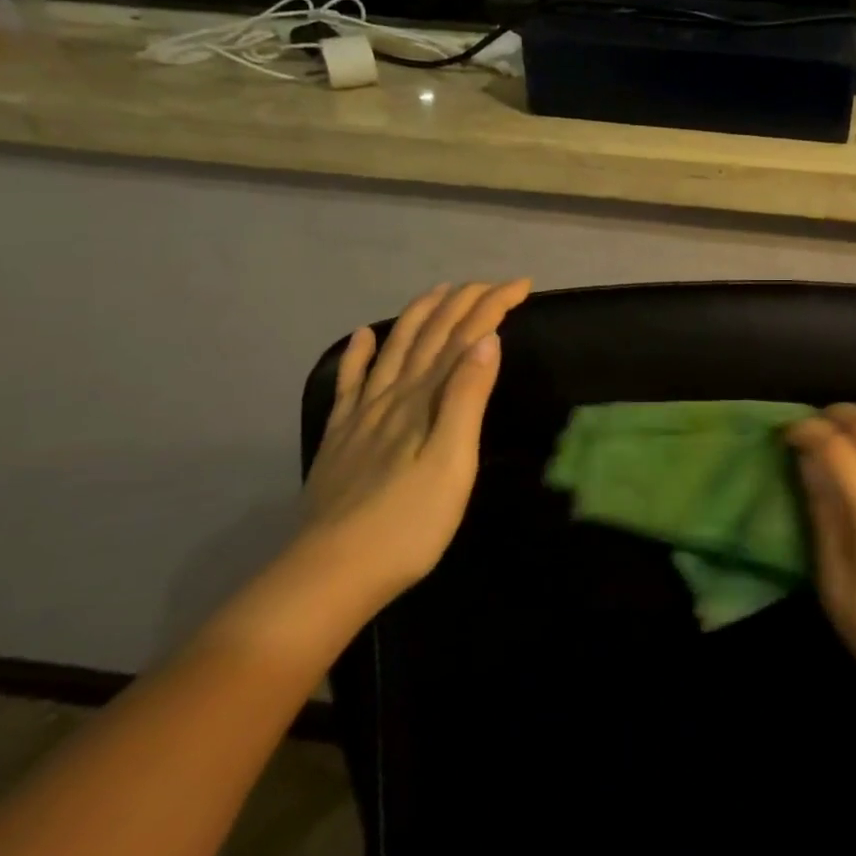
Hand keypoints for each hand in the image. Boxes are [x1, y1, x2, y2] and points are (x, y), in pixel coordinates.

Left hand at [300, 280, 530, 601]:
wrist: (333, 572)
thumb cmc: (410, 523)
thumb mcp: (453, 461)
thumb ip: (467, 398)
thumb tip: (486, 340)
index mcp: (425, 399)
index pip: (464, 337)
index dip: (492, 305)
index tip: (522, 285)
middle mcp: (393, 395)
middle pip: (431, 335)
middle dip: (463, 302)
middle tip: (492, 283)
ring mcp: (362, 414)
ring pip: (394, 349)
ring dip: (420, 315)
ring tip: (440, 291)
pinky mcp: (341, 437)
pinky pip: (350, 383)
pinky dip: (358, 354)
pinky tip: (362, 336)